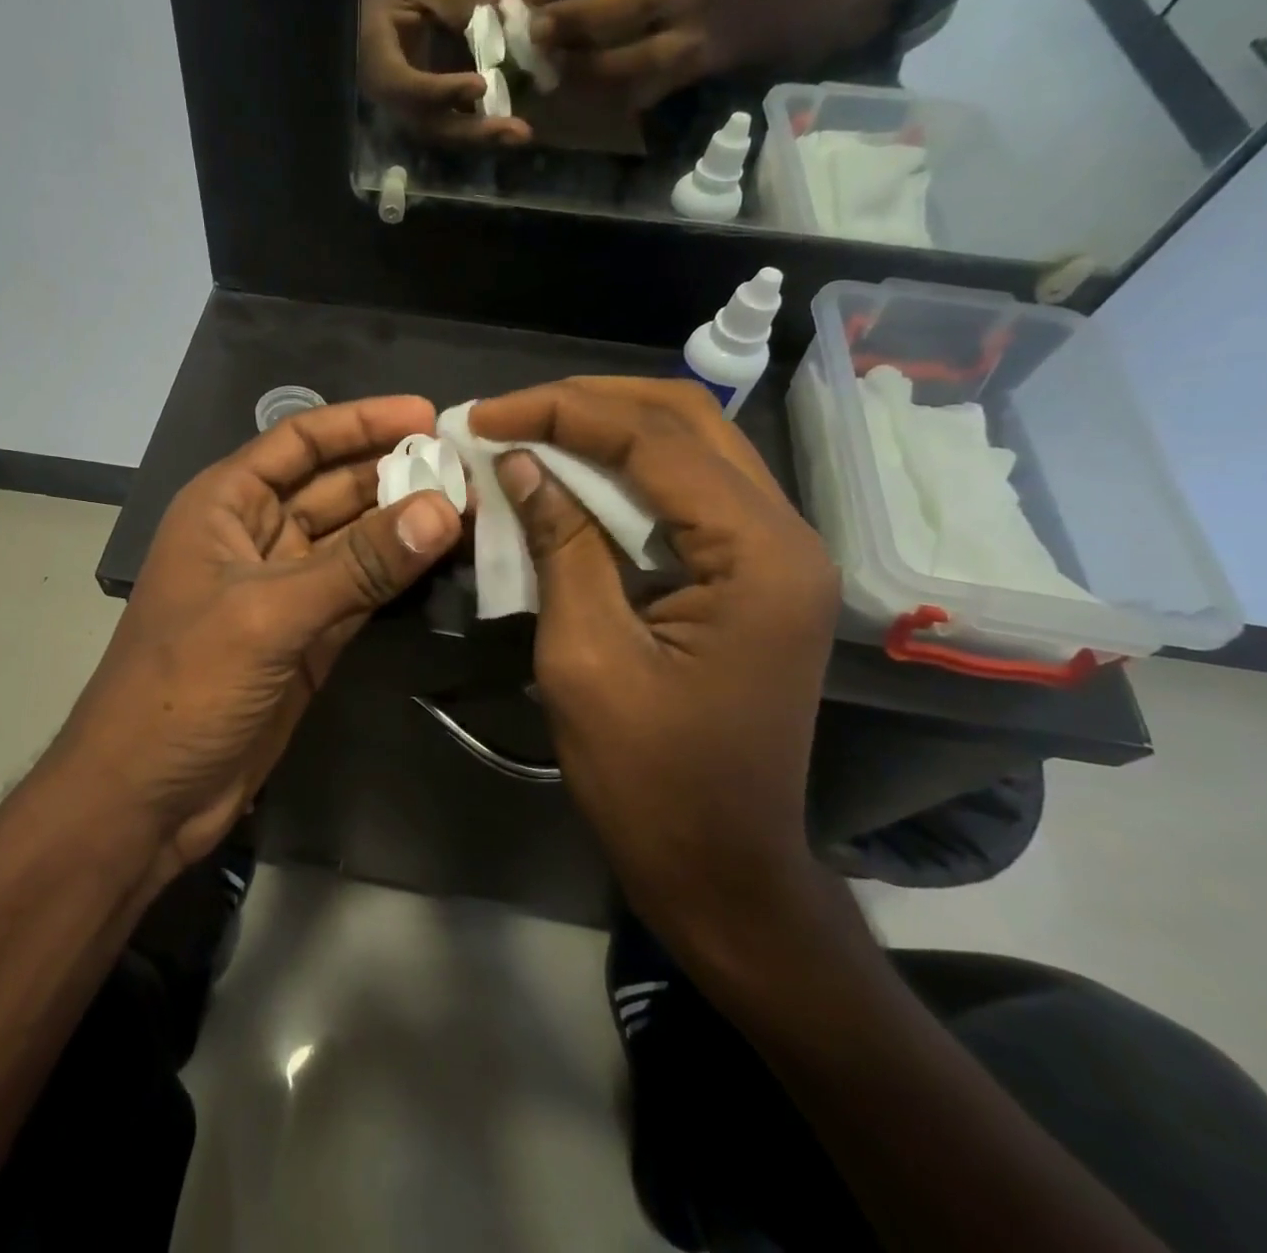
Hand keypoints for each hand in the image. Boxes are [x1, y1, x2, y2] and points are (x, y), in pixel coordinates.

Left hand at [48, 397, 462, 884]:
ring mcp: (285, 590)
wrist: (146, 795)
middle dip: (395, 474)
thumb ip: (358, 564)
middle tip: (469, 467)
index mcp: (224, 506)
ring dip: (405, 525)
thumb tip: (444, 511)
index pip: (299, 442)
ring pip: (354, 541)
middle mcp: (255, 537)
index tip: (428, 416)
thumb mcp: (268, 614)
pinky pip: (362, 591)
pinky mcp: (308, 638)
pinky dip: (399, 577)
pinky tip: (445, 559)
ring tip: (473, 505)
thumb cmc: (184, 686)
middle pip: (334, 488)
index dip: (361, 423)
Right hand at [359, 0, 532, 144]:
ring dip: (482, 135)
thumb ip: (460, 0)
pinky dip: (479, 125)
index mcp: (379, 61)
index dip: (444, 91)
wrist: (365, 4)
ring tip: (519, 133)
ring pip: (442, 132)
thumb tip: (507, 9)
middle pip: (430, 125)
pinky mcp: (420, 110)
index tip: (481, 85)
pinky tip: (509, 124)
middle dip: (474, 129)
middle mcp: (390, 97)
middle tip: (517, 131)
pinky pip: (449, 124)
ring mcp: (405, 108)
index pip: (410, 87)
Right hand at [470, 379, 838, 935]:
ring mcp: (775, 553)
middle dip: (587, 403)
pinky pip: (687, 495)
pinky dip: (624, 474)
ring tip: (528, 432)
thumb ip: (559, 544)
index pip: (653, 438)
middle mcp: (783, 533)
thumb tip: (519, 462)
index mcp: (756, 553)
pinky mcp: (751, 574)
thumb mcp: (585, 655)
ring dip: (605, 431)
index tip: (482, 415)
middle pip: (686, 420)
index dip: (559, 412)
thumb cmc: (649, 776)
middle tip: (506, 414)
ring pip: (690, 448)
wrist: (720, 864)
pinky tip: (570, 478)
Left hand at [517, 0, 723, 108]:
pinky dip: (599, 94)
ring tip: (547, 67)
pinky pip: (637, 90)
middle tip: (535, 30)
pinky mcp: (682, 81)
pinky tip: (566, 93)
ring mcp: (696, 36)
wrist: (705, 30)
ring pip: (644, 53)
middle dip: (581, 14)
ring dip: (589, 63)